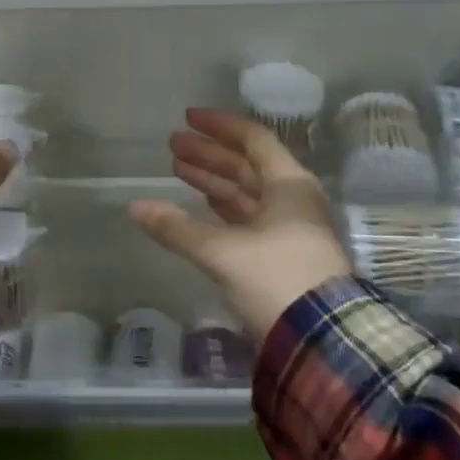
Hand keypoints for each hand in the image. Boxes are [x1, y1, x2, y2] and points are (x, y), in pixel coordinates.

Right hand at [128, 109, 350, 338]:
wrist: (324, 341)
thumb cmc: (277, 279)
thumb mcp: (223, 252)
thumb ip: (177, 229)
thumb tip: (135, 207)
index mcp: (288, 185)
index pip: (253, 139)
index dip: (219, 126)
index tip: (188, 118)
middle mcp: (292, 200)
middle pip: (246, 166)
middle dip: (209, 154)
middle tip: (173, 145)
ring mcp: (289, 229)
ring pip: (246, 193)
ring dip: (213, 180)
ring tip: (178, 169)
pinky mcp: (283, 256)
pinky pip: (248, 218)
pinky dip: (223, 208)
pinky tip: (202, 204)